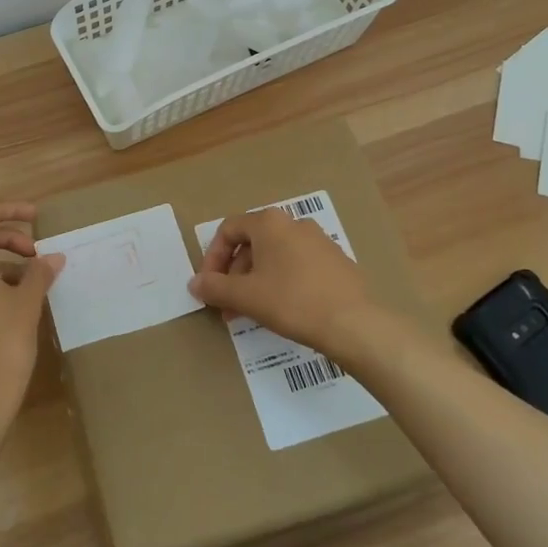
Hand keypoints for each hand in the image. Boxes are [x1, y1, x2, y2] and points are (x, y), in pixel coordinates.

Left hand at [0, 201, 64, 436]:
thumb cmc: (4, 345)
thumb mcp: (28, 304)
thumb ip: (39, 273)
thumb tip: (52, 258)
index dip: (12, 210)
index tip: (38, 217)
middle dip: (9, 239)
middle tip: (38, 255)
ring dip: (1, 263)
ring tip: (32, 282)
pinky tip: (13, 305)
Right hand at [190, 205, 373, 357]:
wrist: (353, 323)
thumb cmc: (291, 301)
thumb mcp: (245, 296)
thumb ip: (215, 287)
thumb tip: (194, 283)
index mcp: (269, 223)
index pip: (228, 230)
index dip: (212, 258)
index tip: (209, 286)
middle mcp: (294, 223)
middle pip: (251, 243)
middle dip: (234, 274)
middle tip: (227, 305)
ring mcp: (318, 240)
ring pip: (274, 256)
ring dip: (255, 281)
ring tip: (250, 312)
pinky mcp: (335, 261)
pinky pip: (297, 265)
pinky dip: (280, 282)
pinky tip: (281, 309)